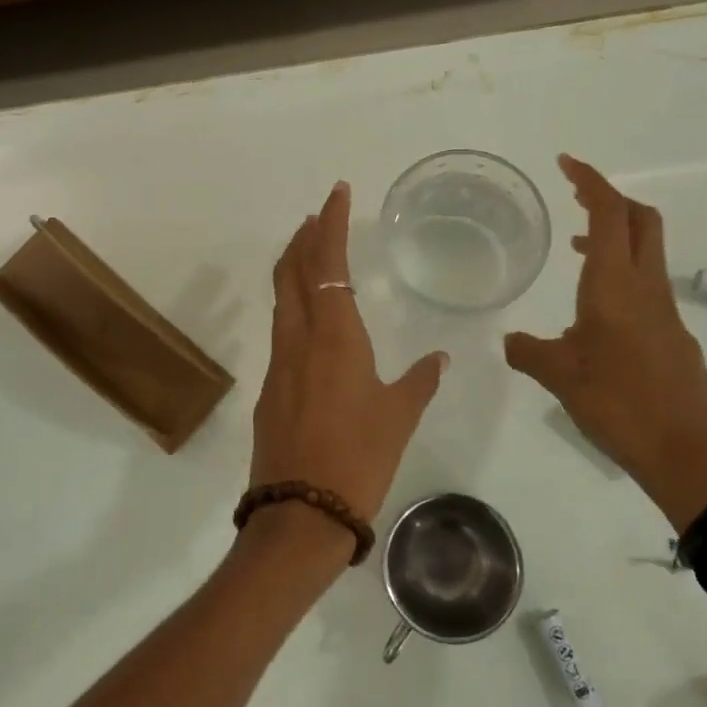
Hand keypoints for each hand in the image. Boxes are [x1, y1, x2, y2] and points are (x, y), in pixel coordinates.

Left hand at [250, 181, 447, 539]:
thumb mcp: (398, 418)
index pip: (328, 263)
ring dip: (294, 270)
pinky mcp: (268, 390)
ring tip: (310, 255)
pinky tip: (309, 324)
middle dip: (303, 238)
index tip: (337, 192)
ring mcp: (278, 365)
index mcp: (335, 337)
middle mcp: (299, 340)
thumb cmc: (359, 459)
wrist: (301, 514)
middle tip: (318, 217)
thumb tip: (438, 359)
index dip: (331, 223)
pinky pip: (281, 334)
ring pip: (282, 301)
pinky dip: (293, 310)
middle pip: (292, 272)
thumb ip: (418, 382)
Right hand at [503, 155, 706, 529]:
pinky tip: (597, 311)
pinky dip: (623, 273)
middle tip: (576, 199)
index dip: (591, 182)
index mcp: (615, 285)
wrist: (687, 453)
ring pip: (646, 252)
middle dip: (610, 200)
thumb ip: (530, 353)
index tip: (566, 164)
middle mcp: (646, 287)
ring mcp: (665, 311)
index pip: (610, 213)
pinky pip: (648, 285)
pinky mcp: (673, 335)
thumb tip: (510, 342)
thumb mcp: (560, 377)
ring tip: (577, 249)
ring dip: (616, 237)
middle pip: (640, 220)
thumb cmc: (619, 404)